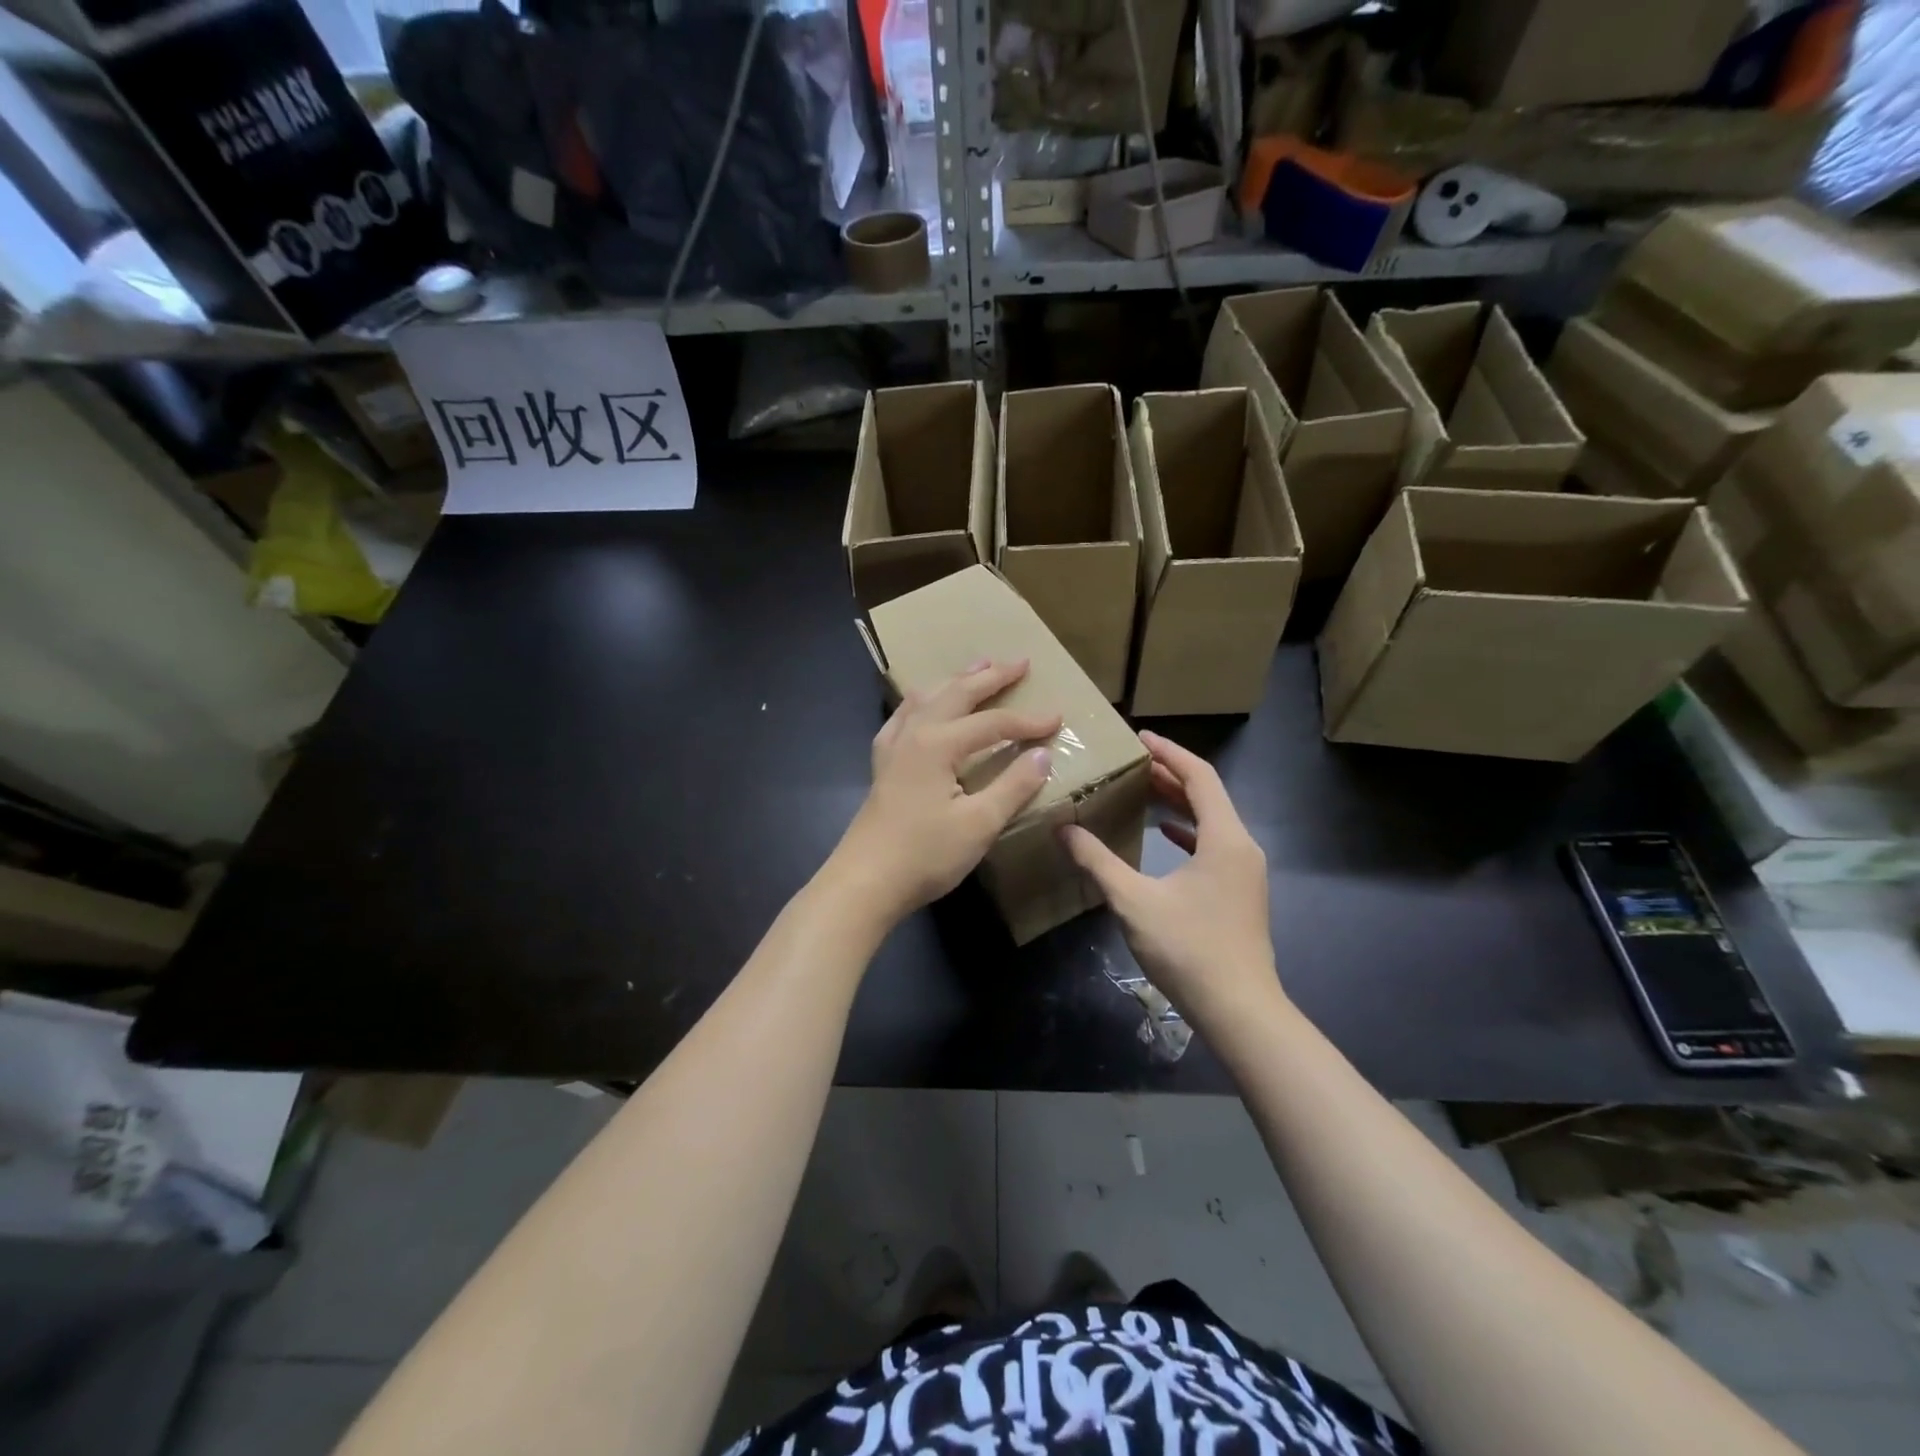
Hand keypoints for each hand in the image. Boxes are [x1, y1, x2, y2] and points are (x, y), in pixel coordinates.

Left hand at [827, 660, 1061, 928]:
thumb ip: (1013, 786)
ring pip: (927, 699)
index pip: (993, 724)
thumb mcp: (979, 824)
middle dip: (990, 677)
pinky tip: (923, 705)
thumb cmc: (925, 855)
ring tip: (977, 667)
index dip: (1028, 721)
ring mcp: (893, 748)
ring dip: (956, 681)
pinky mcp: (883, 765)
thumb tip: (1042, 754)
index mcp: (938, 744)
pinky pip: (904, 717)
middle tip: (1019, 662)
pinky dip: (922, 702)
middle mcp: (914, 734)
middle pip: (957, 694)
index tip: (1058, 718)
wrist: (865, 882)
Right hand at [1060, 732, 1280, 1030]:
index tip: (1140, 737)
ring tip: (1143, 789)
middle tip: (1133, 761)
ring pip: (1212, 820)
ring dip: (1179, 802)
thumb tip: (1063, 830)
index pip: (1199, 776)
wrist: (1239, 1010)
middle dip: (1171, 774)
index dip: (1169, 753)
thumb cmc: (1189, 949)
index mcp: (1224, 838)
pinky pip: (1213, 844)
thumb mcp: (1134, 901)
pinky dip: (1187, 831)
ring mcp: (1245, 871)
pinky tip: (1164, 835)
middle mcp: (1241, 846)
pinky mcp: (1240, 892)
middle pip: (1208, 794)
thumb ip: (1097, 862)